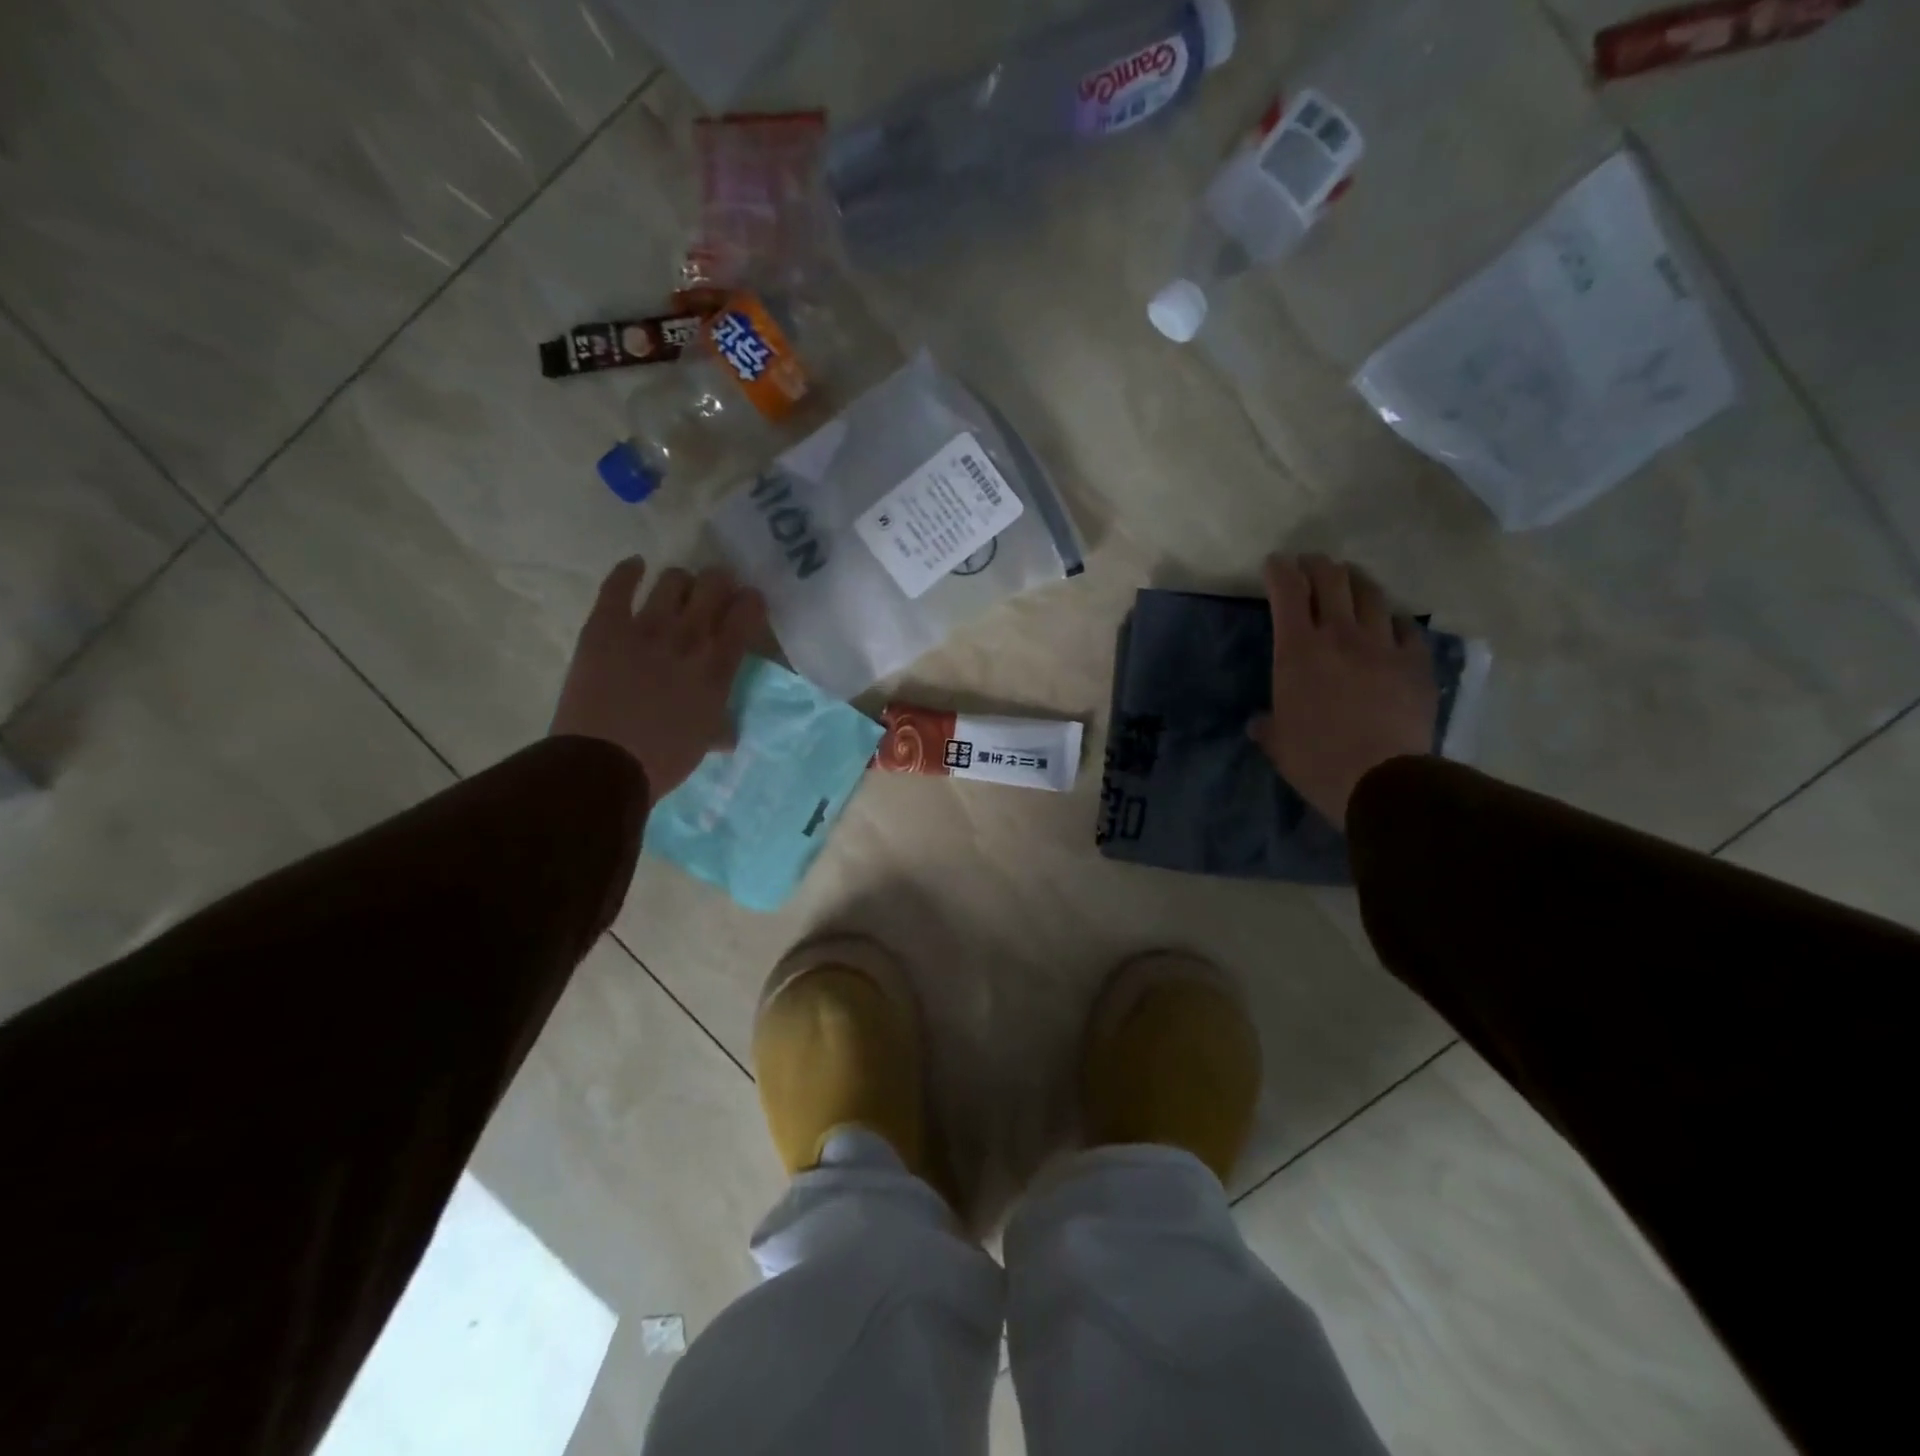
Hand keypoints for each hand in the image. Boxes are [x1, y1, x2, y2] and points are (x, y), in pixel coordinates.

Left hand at [550, 558, 766, 802]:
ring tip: (678, 590)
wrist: (603, 764)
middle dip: (720, 582)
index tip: (748, 604)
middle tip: (715, 592)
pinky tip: (635, 567)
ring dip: (681, 581)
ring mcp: (646, 628)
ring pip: (673, 580)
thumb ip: (720, 725)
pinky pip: (618, 585)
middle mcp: (688, 638)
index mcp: (717, 667)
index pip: (746, 615)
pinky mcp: (606, 626)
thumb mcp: (705, 741)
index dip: (751, 602)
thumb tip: (728, 731)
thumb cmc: (662, 760)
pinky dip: (629, 571)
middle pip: (713, 586)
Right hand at [1249, 554, 1436, 829]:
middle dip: (1317, 565)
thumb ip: (1268, 724)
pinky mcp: (1415, 662)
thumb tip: (1259, 722)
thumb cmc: (1315, 759)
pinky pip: (1405, 626)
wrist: (1380, 779)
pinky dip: (1392, 620)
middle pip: (1332, 579)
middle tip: (1310, 564)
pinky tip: (1389, 624)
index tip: (1274, 564)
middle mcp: (1340, 635)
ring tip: (1350, 581)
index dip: (1280, 570)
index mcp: (1297, 650)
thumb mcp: (1277, 743)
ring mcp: (1383, 645)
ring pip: (1372, 594)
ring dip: (1356, 581)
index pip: (1288, 590)